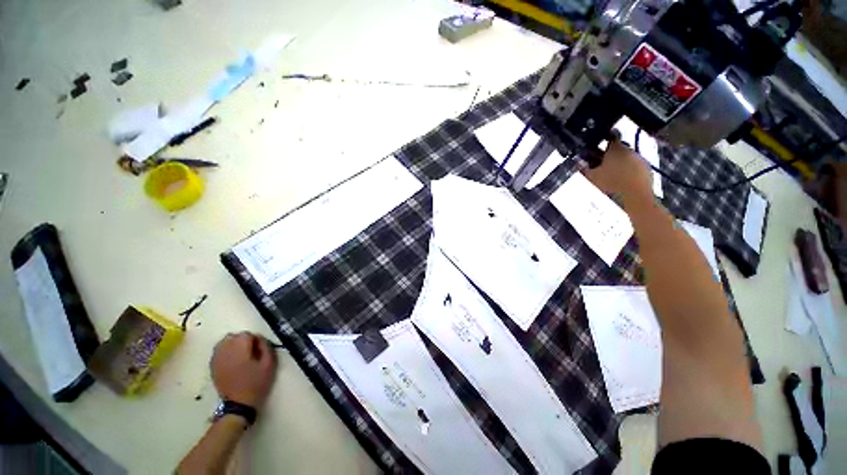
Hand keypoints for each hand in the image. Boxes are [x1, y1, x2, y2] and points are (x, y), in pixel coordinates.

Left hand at [210, 332, 277, 407]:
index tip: (260, 349)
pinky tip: (233, 360)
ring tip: (242, 355)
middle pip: (234, 336)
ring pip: (224, 342)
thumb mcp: (269, 364)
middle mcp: (225, 351)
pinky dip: (226, 351)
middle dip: (244, 340)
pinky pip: (218, 351)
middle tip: (252, 352)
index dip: (255, 340)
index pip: (246, 334)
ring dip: (234, 344)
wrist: (238, 405)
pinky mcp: (212, 366)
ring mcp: (216, 359)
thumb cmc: (256, 383)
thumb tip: (259, 338)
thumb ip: (265, 346)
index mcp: (239, 350)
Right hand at [584, 140, 653, 209]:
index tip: (594, 149)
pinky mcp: (647, 172)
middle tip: (597, 167)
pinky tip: (619, 184)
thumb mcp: (590, 177)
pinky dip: (626, 174)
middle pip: (617, 150)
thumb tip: (578, 163)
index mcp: (616, 149)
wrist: (635, 198)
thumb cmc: (610, 185)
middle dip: (608, 157)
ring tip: (607, 177)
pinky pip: (634, 170)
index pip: (609, 138)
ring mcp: (641, 161)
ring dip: (618, 165)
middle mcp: (630, 151)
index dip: (601, 141)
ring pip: (626, 160)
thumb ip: (582, 169)